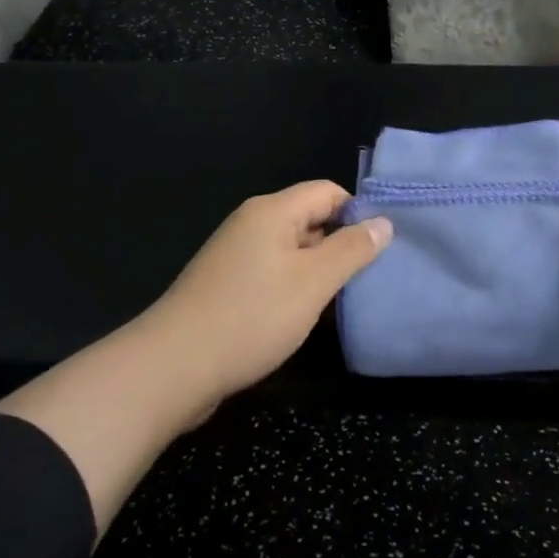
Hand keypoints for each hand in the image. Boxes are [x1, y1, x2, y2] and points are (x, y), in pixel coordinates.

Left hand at [138, 181, 392, 403]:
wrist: (174, 366)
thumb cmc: (252, 317)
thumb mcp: (313, 282)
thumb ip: (352, 250)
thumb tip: (383, 222)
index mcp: (272, 211)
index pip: (328, 191)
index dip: (357, 213)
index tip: (380, 247)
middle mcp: (252, 223)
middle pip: (309, 217)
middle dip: (340, 243)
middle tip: (368, 277)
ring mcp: (235, 253)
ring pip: (292, 248)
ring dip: (317, 268)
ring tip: (342, 298)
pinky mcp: (226, 283)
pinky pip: (272, 270)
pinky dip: (293, 285)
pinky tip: (303, 313)